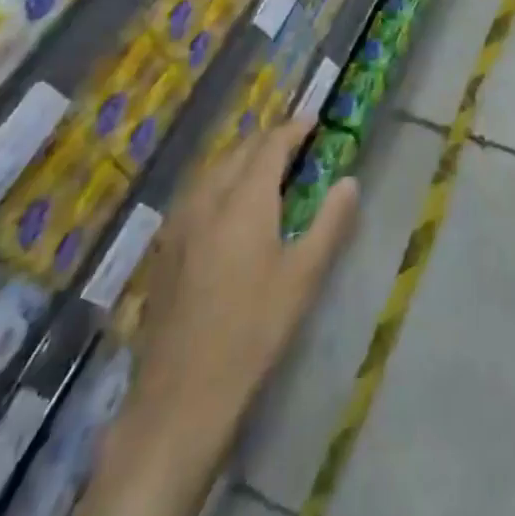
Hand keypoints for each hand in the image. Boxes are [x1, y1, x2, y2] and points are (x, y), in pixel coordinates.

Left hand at [126, 119, 358, 457]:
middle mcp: (208, 199)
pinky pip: (196, 192)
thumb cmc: (253, 332)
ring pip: (213, 169)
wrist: (181, 395)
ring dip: (241, 158)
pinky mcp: (165, 247)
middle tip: (294, 143)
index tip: (313, 119)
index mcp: (244, 200)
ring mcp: (179, 223)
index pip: (270, 146)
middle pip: (238, 151)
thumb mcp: (303, 277)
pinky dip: (219, 180)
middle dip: (267, 140)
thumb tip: (349, 181)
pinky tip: (227, 204)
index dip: (293, 128)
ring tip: (264, 166)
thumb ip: (330, 222)